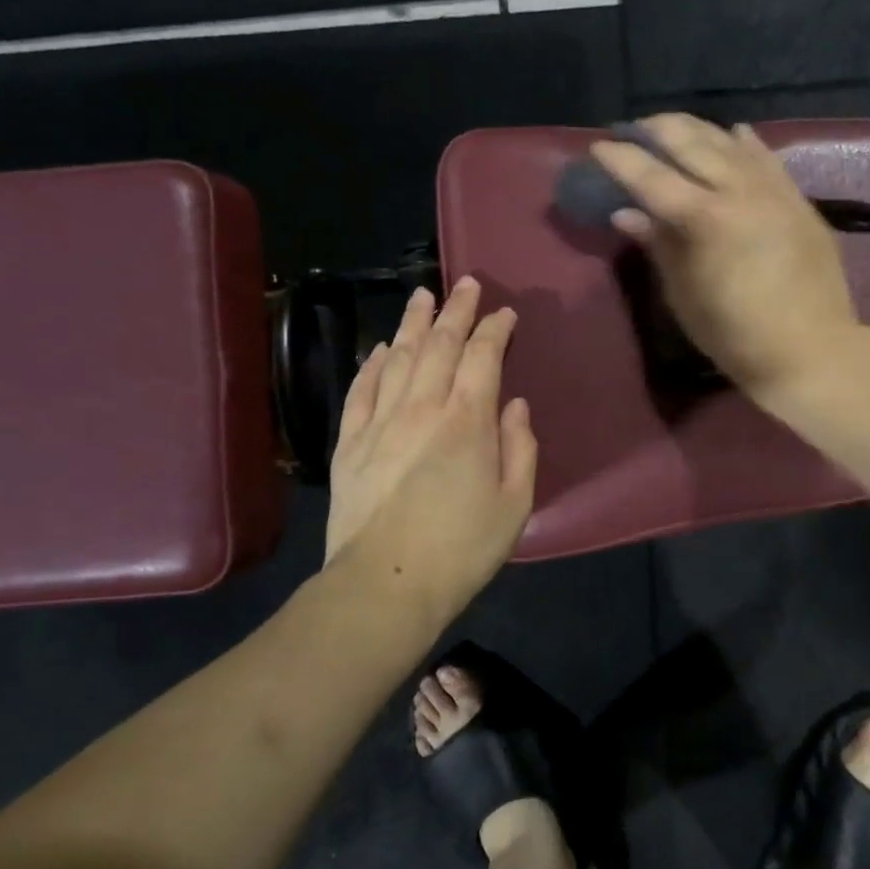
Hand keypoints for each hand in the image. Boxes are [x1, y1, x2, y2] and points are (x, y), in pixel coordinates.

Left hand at [325, 278, 537, 618]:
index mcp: (467, 419)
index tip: (505, 314)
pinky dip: (372, 364)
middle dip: (456, 310)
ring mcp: (380, 422)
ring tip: (422, 295)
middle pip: (439, 344)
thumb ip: (520, 447)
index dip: (495, 329)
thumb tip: (513, 405)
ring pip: (397, 357)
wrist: (385, 584)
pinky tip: (380, 349)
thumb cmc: (462, 548)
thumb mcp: (515, 503)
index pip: (483, 356)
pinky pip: (361, 390)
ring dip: (412, 323)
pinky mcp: (349, 443)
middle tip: (466, 284)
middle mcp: (421, 406)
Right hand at [591, 113, 860, 404]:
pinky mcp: (798, 199)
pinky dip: (744, 142)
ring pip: (729, 142)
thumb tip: (627, 213)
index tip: (599, 147)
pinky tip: (734, 132)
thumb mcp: (684, 295)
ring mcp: (773, 189)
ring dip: (697, 129)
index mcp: (705, 218)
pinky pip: (767, 157)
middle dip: (657, 130)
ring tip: (674, 127)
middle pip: (691, 143)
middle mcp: (739, 190)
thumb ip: (658, 245)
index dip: (622, 159)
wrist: (811, 349)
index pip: (652, 176)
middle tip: (634, 129)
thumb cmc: (735, 334)